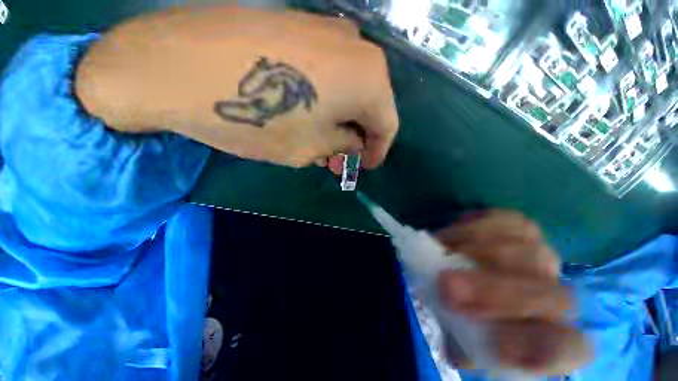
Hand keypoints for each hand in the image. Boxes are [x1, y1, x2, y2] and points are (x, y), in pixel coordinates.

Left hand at [76, 6, 398, 168]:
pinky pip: (331, 72)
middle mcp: (358, 48)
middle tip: (341, 158)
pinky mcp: (302, 25)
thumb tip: (354, 141)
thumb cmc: (260, 118)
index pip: (388, 124)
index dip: (378, 150)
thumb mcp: (310, 148)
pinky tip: (310, 114)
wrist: (179, 65)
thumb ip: (342, 144)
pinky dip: (328, 99)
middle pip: (372, 104)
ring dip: (343, 119)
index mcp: (369, 79)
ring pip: (352, 87)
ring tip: (324, 141)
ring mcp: (329, 30)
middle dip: (359, 136)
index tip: (366, 165)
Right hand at [434, 210, 590, 374]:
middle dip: (494, 291)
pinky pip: (507, 219)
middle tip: (447, 285)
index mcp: (548, 336)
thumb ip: (463, 340)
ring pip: (525, 250)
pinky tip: (455, 232)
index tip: (495, 345)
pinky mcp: (523, 227)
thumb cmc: (468, 315)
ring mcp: (542, 255)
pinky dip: (476, 225)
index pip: (567, 348)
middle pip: (549, 295)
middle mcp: (555, 296)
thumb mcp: (464, 339)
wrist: (471, 278)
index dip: (539, 349)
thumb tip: (453, 335)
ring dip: (475, 250)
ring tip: (442, 250)